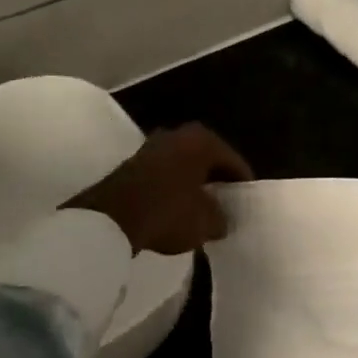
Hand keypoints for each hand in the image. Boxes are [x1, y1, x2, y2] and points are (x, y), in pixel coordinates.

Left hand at [65, 123, 252, 255]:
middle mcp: (178, 134)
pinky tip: (176, 207)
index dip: (242, 182)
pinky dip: (172, 187)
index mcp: (202, 141)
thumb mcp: (205, 223)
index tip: (247, 201)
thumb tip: (221, 219)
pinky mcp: (132, 162)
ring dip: (192, 182)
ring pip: (183, 164)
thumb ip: (221, 219)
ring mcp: (151, 146)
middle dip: (216, 179)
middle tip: (226, 202)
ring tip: (201, 207)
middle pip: (207, 158)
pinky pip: (164, 173)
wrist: (110, 219)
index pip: (233, 161)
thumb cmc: (168, 212)